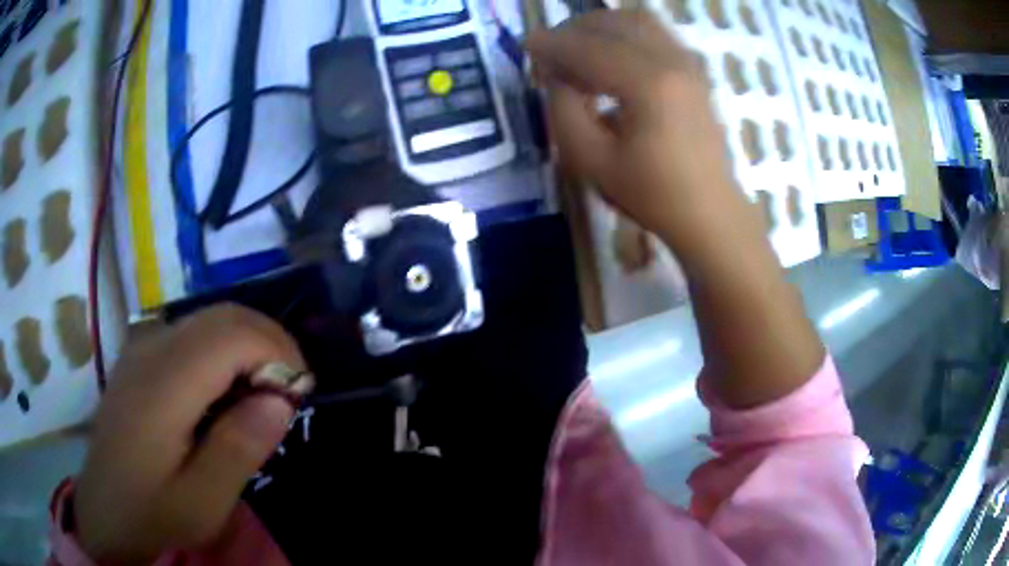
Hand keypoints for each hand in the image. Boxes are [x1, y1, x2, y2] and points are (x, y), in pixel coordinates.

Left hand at [74, 305, 311, 564]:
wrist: (105, 509)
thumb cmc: (152, 511)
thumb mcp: (202, 501)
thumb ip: (239, 448)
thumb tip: (279, 399)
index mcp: (164, 384)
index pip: (233, 334)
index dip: (278, 352)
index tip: (301, 395)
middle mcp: (151, 347)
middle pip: (223, 314)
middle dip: (269, 341)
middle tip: (290, 390)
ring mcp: (142, 345)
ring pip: (209, 317)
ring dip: (247, 343)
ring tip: (262, 391)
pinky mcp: (139, 354)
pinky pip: (191, 331)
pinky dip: (223, 347)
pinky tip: (225, 389)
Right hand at [528, 9, 737, 242]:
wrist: (709, 211)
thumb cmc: (652, 194)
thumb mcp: (592, 160)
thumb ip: (564, 109)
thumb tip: (556, 75)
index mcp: (647, 84)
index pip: (588, 48)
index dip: (551, 44)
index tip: (525, 46)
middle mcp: (670, 61)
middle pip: (612, 23)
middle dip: (574, 30)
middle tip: (551, 51)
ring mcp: (687, 62)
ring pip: (636, 21)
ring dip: (600, 27)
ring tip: (579, 50)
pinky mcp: (694, 70)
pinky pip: (655, 33)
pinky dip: (625, 34)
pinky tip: (611, 57)